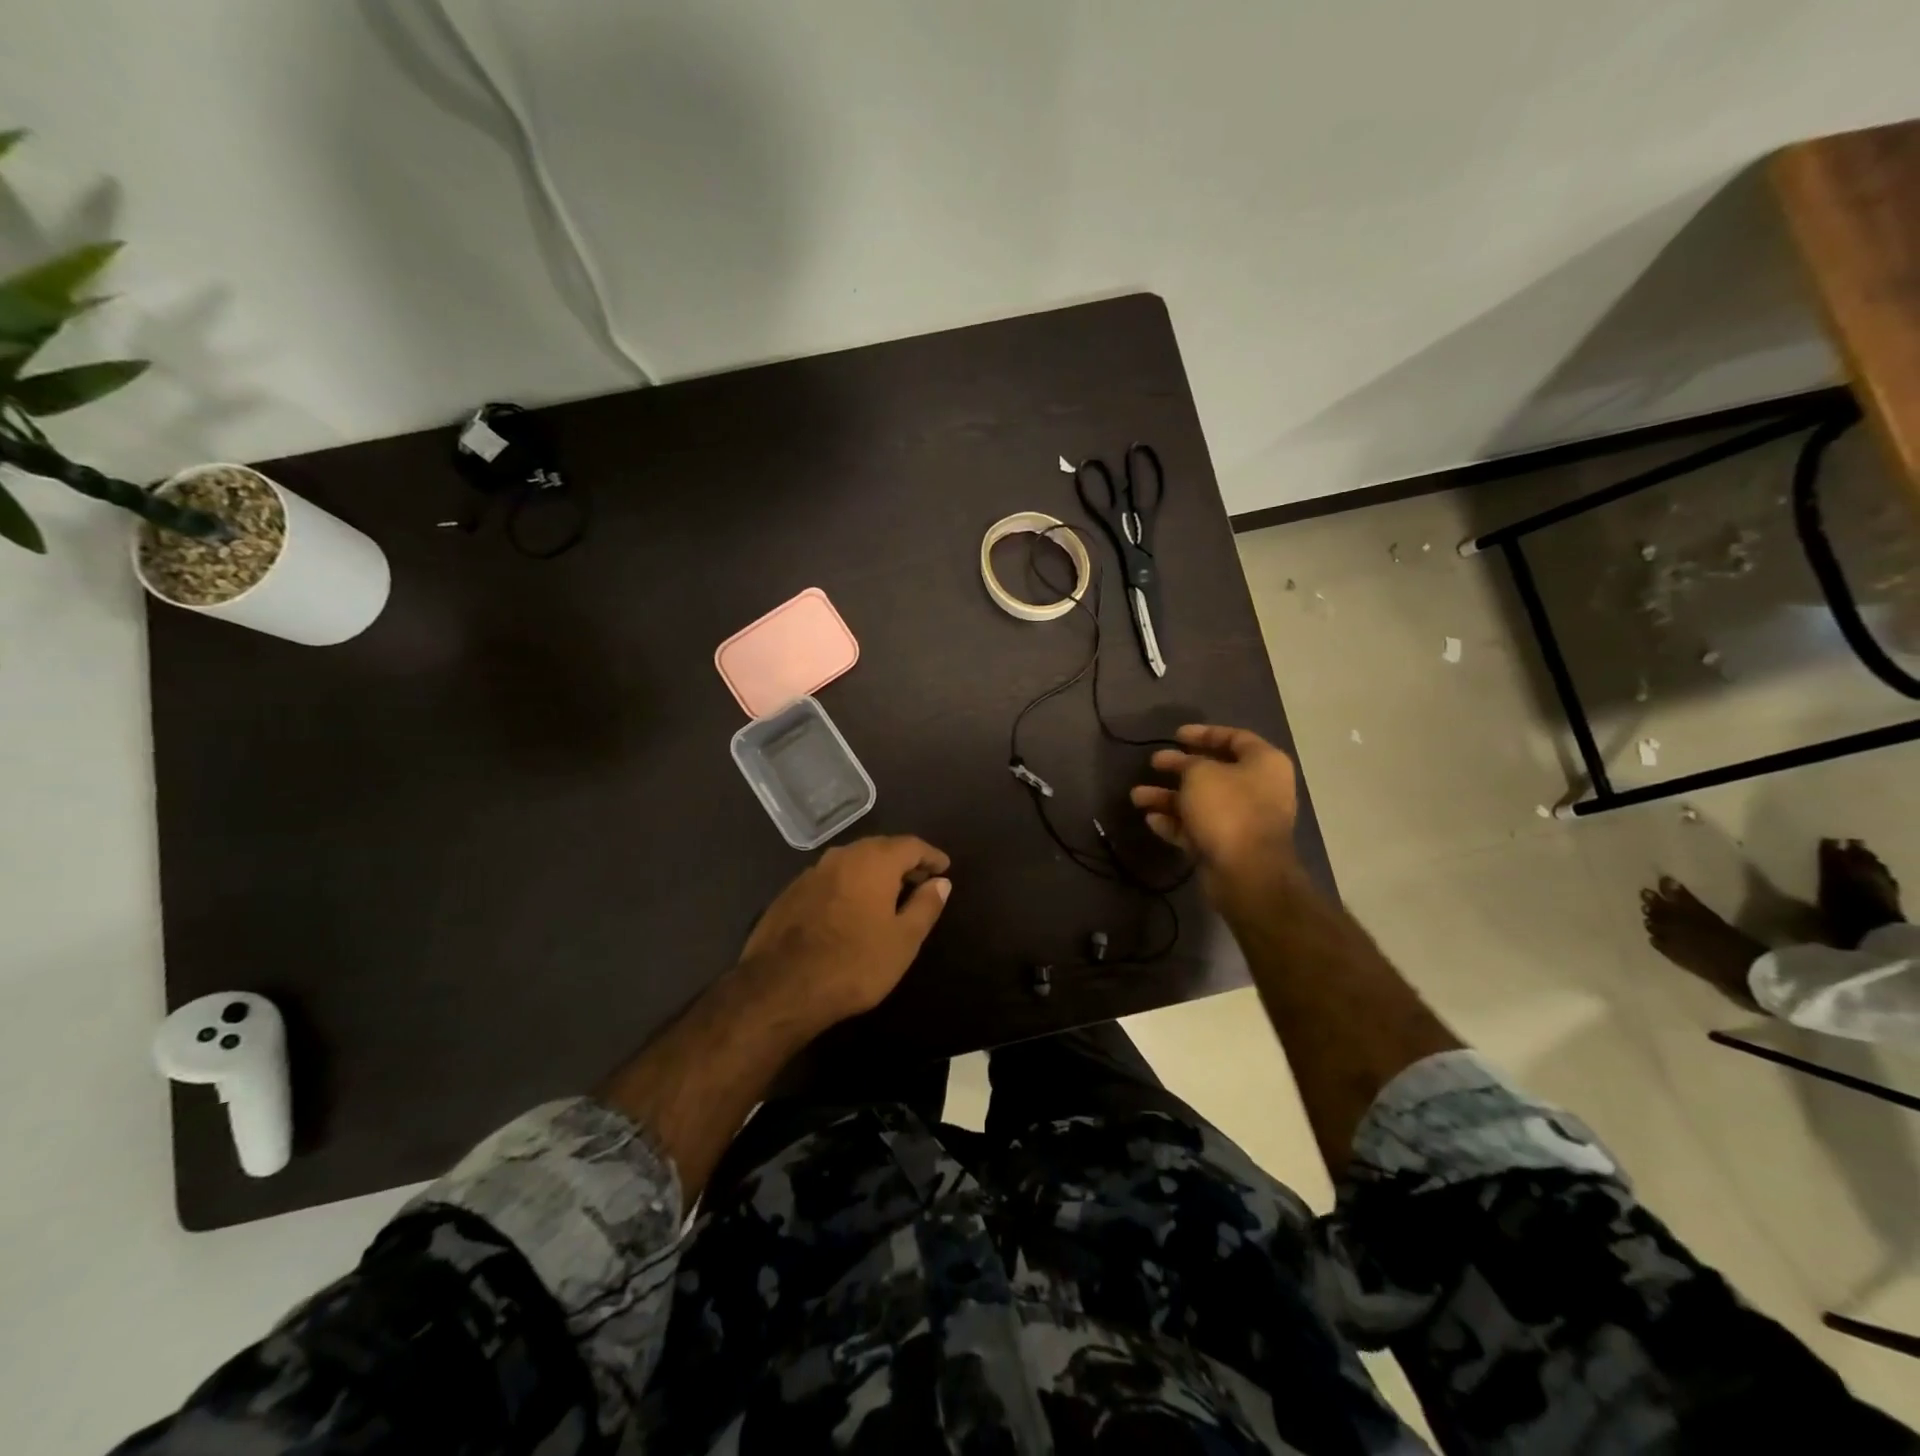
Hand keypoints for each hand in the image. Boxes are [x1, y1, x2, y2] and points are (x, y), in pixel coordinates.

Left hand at [738, 835, 952, 1027]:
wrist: (780, 988)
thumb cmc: (854, 963)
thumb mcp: (903, 940)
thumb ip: (925, 906)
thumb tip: (940, 882)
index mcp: (873, 861)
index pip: (911, 845)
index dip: (931, 855)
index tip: (944, 868)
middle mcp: (842, 856)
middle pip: (880, 848)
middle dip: (903, 862)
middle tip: (920, 880)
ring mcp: (812, 872)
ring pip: (852, 862)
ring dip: (874, 873)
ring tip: (889, 895)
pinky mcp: (790, 892)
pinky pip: (830, 879)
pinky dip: (849, 885)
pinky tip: (851, 909)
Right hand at [1129, 724, 1297, 906]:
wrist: (1246, 872)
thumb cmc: (1227, 809)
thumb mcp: (1200, 773)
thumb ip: (1188, 763)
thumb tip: (1183, 765)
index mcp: (1263, 764)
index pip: (1234, 738)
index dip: (1204, 733)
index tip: (1176, 735)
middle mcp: (1257, 789)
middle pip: (1213, 771)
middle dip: (1178, 768)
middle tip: (1153, 763)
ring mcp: (1243, 820)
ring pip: (1200, 802)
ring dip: (1168, 798)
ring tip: (1137, 796)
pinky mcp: (1227, 846)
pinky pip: (1198, 828)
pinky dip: (1175, 822)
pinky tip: (1150, 819)